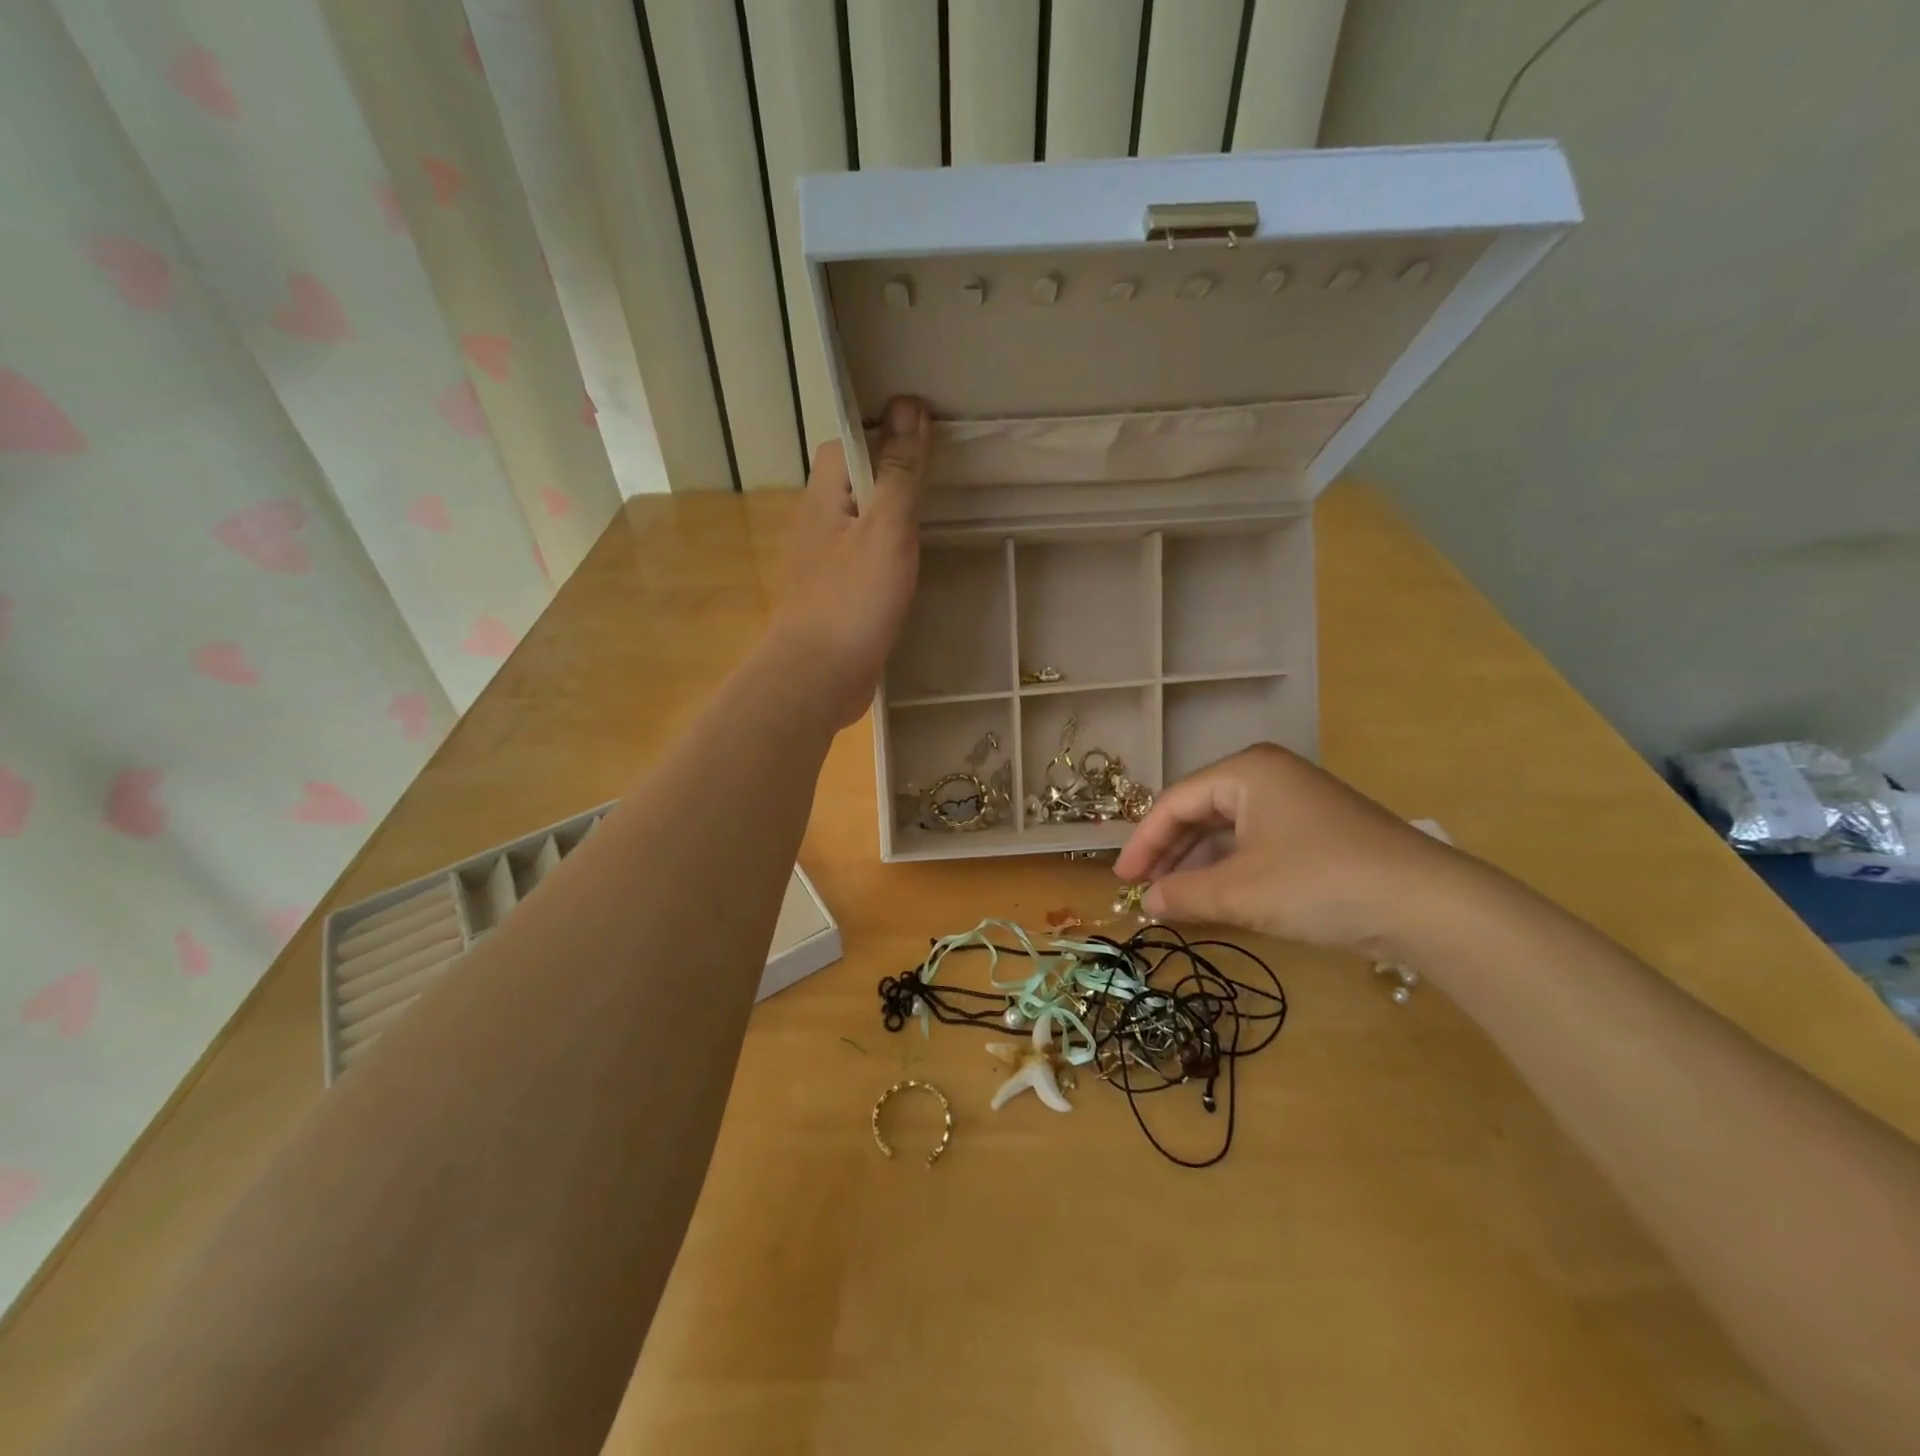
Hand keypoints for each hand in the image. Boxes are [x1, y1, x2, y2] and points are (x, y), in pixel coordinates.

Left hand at [770, 397, 929, 727]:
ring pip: (861, 522)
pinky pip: (864, 559)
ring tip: (937, 514)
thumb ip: (899, 472)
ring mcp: (824, 562)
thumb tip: (909, 406)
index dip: (882, 431)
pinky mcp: (836, 595)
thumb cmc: (854, 599)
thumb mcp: (887, 529)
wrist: (820, 676)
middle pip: (855, 481)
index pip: (846, 442)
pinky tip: (915, 564)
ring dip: (892, 515)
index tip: (925, 436)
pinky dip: (888, 553)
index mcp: (824, 497)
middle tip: (941, 476)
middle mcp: (818, 523)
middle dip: (892, 473)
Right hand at [1113, 744, 1469, 955]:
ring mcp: (1294, 802)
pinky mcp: (1314, 831)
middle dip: (1169, 853)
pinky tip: (1214, 897)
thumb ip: (1185, 894)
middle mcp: (1268, 776)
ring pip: (1227, 830)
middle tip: (1143, 890)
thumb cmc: (1321, 883)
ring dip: (1197, 865)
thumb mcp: (1242, 892)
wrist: (1427, 905)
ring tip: (1173, 900)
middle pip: (1199, 812)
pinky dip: (1229, 870)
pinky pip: (1254, 844)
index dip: (1143, 842)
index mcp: (1246, 772)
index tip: (1121, 879)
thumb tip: (1146, 903)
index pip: (1175, 802)